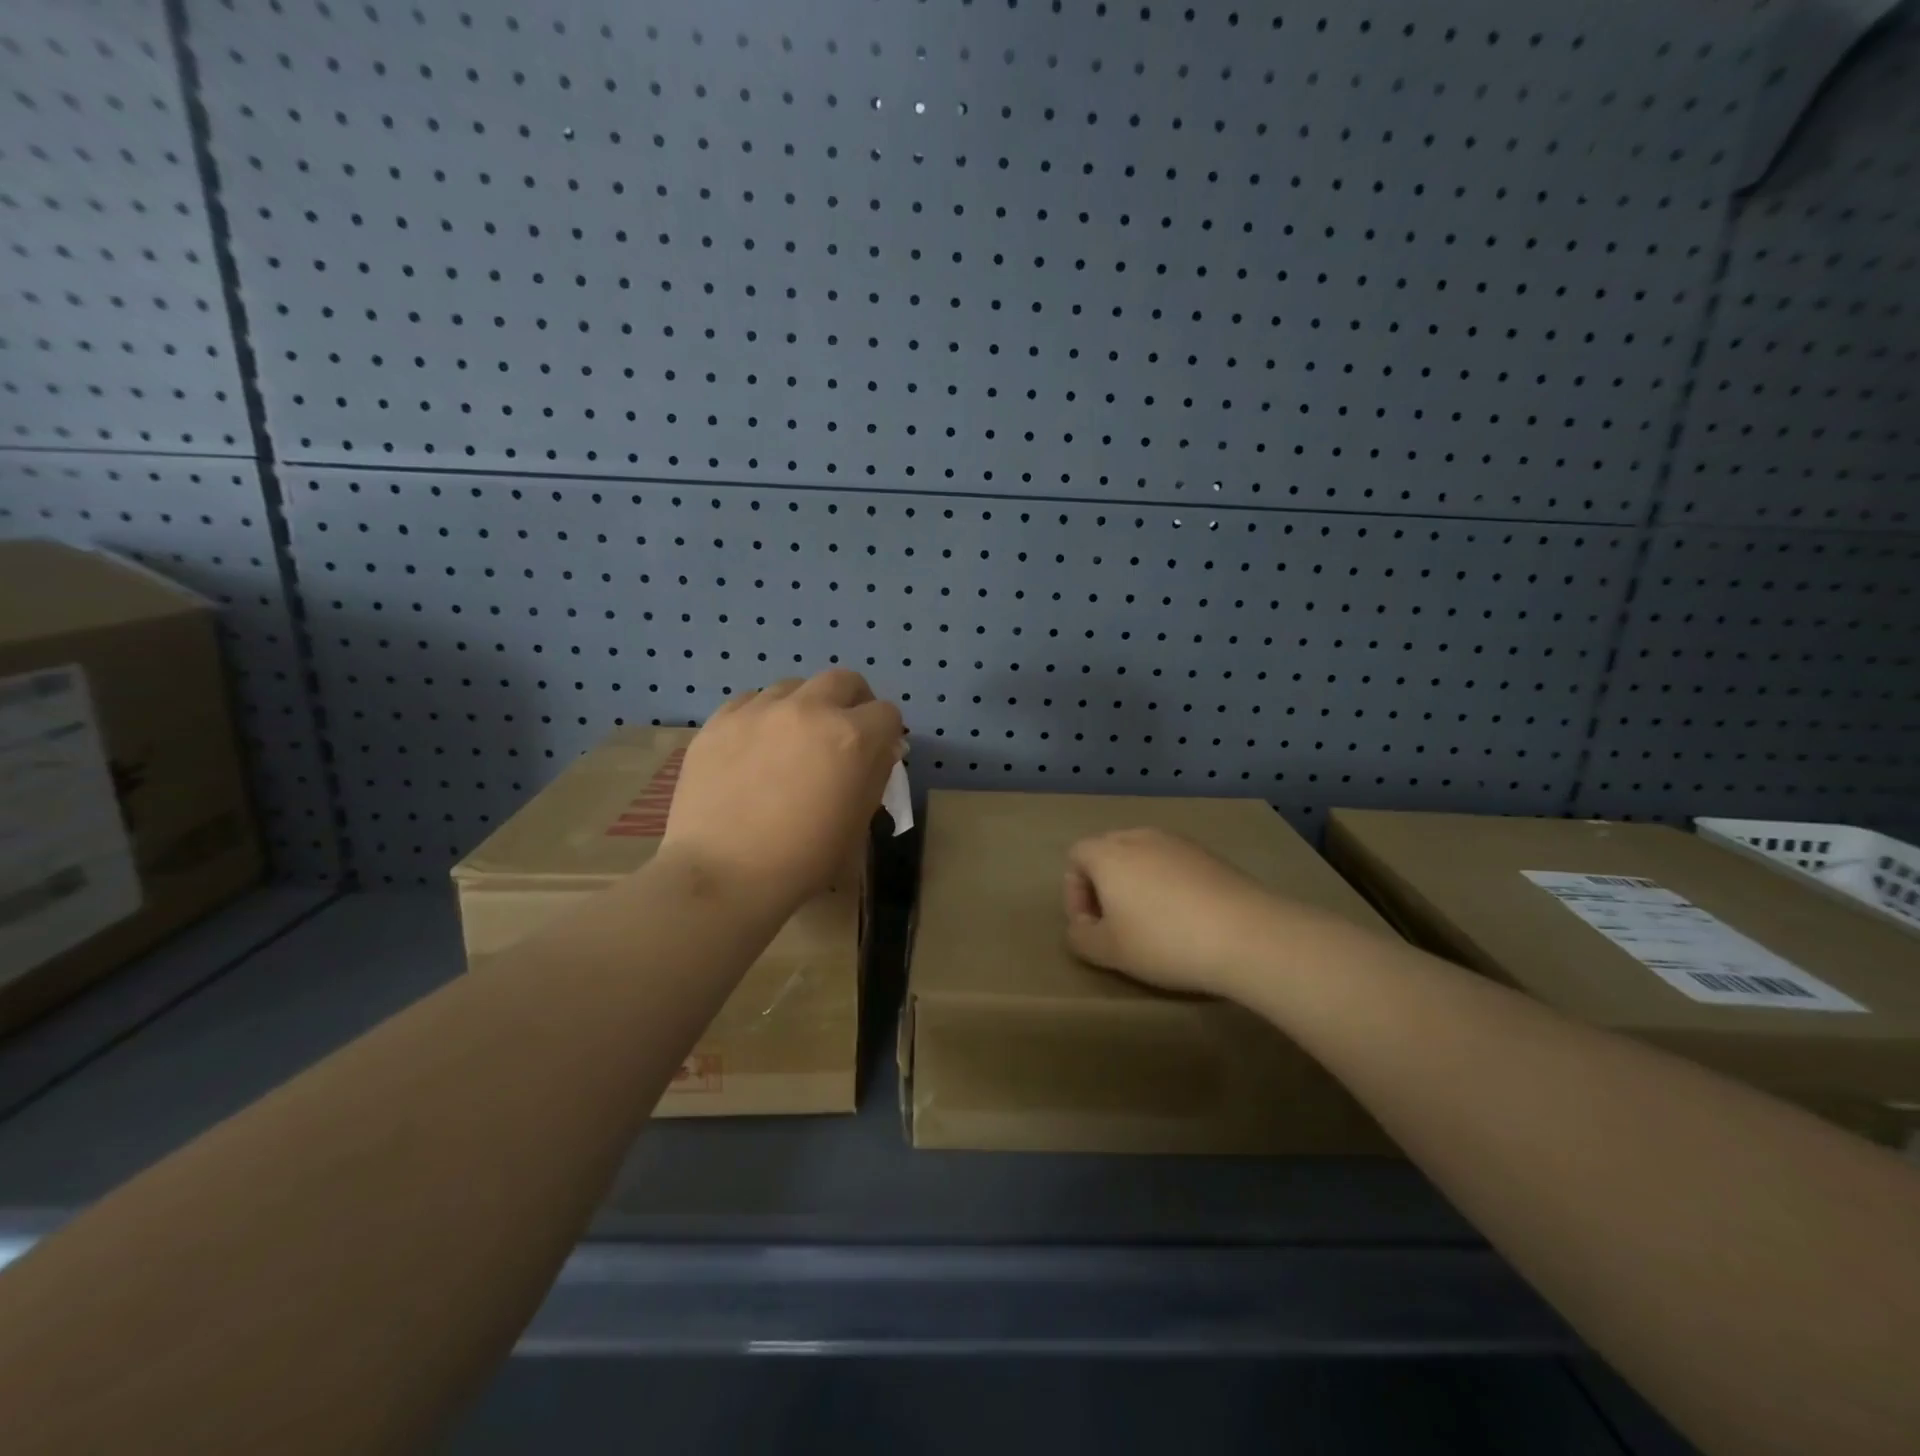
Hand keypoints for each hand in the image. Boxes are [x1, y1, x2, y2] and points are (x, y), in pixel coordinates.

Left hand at [663, 669, 903, 910]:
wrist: (723, 874)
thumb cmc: (803, 859)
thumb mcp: (857, 823)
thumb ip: (875, 776)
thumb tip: (882, 749)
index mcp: (851, 737)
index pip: (887, 713)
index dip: (887, 734)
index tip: (877, 753)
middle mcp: (809, 710)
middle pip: (844, 680)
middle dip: (852, 702)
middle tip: (842, 733)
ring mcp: (760, 710)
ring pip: (794, 686)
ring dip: (805, 706)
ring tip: (793, 739)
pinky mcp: (720, 720)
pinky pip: (751, 701)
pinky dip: (763, 716)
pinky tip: (755, 746)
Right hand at [1063, 828, 1289, 996]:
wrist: (1246, 934)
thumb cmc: (1164, 941)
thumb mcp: (1109, 951)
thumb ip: (1081, 937)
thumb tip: (1080, 928)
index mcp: (1108, 853)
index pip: (1076, 856)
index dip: (1074, 892)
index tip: (1091, 926)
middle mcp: (1140, 837)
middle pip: (1108, 851)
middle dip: (1104, 885)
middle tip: (1116, 924)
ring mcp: (1179, 842)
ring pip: (1144, 856)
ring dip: (1138, 883)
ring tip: (1152, 922)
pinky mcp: (1211, 855)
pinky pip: (1175, 863)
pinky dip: (1169, 884)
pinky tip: (1187, 918)